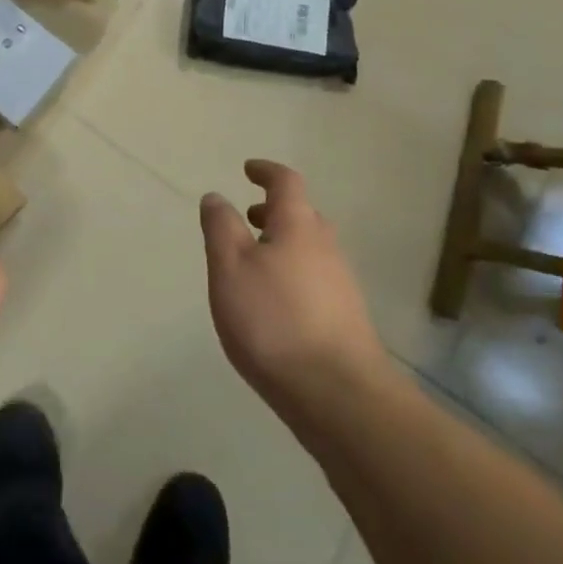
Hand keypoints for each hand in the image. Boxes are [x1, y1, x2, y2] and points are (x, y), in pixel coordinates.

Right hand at [200, 161, 388, 426]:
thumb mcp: (229, 267)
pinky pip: (315, 278)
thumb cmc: (273, 320)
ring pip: (310, 248)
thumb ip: (220, 227)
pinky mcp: (346, 317)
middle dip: (274, 210)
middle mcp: (326, 247)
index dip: (266, 171)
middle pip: (302, 215)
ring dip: (283, 243)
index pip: (286, 183)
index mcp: (298, 226)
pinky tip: (274, 302)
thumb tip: (216, 196)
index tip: (248, 169)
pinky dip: (293, 272)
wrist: (337, 394)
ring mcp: (341, 283)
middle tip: (247, 217)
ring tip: (254, 262)